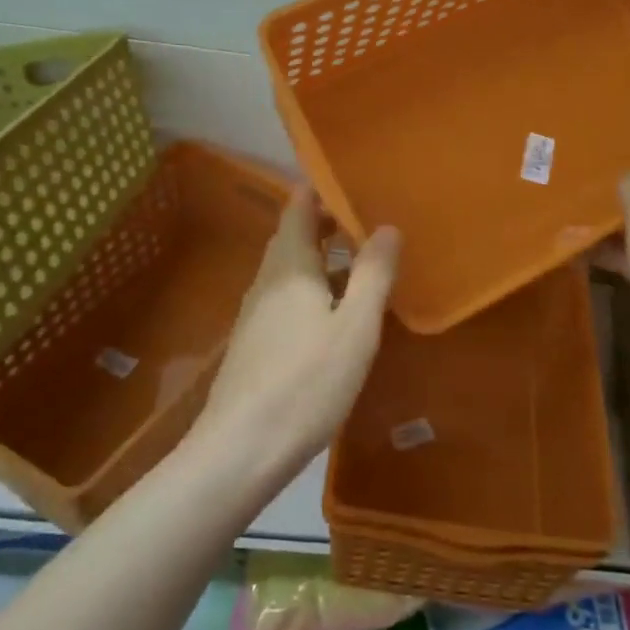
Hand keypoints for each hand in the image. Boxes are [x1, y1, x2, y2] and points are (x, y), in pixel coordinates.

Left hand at [188, 189, 399, 483]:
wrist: (241, 450)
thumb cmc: (306, 382)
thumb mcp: (355, 327)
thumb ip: (373, 274)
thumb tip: (387, 226)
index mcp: (289, 265)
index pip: (300, 207)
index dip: (322, 189)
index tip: (354, 179)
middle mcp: (267, 280)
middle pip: (294, 236)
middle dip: (328, 222)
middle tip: (369, 217)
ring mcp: (256, 313)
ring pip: (291, 269)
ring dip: (323, 257)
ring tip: (361, 259)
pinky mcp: (256, 343)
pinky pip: (287, 297)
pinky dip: (314, 288)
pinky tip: (335, 312)